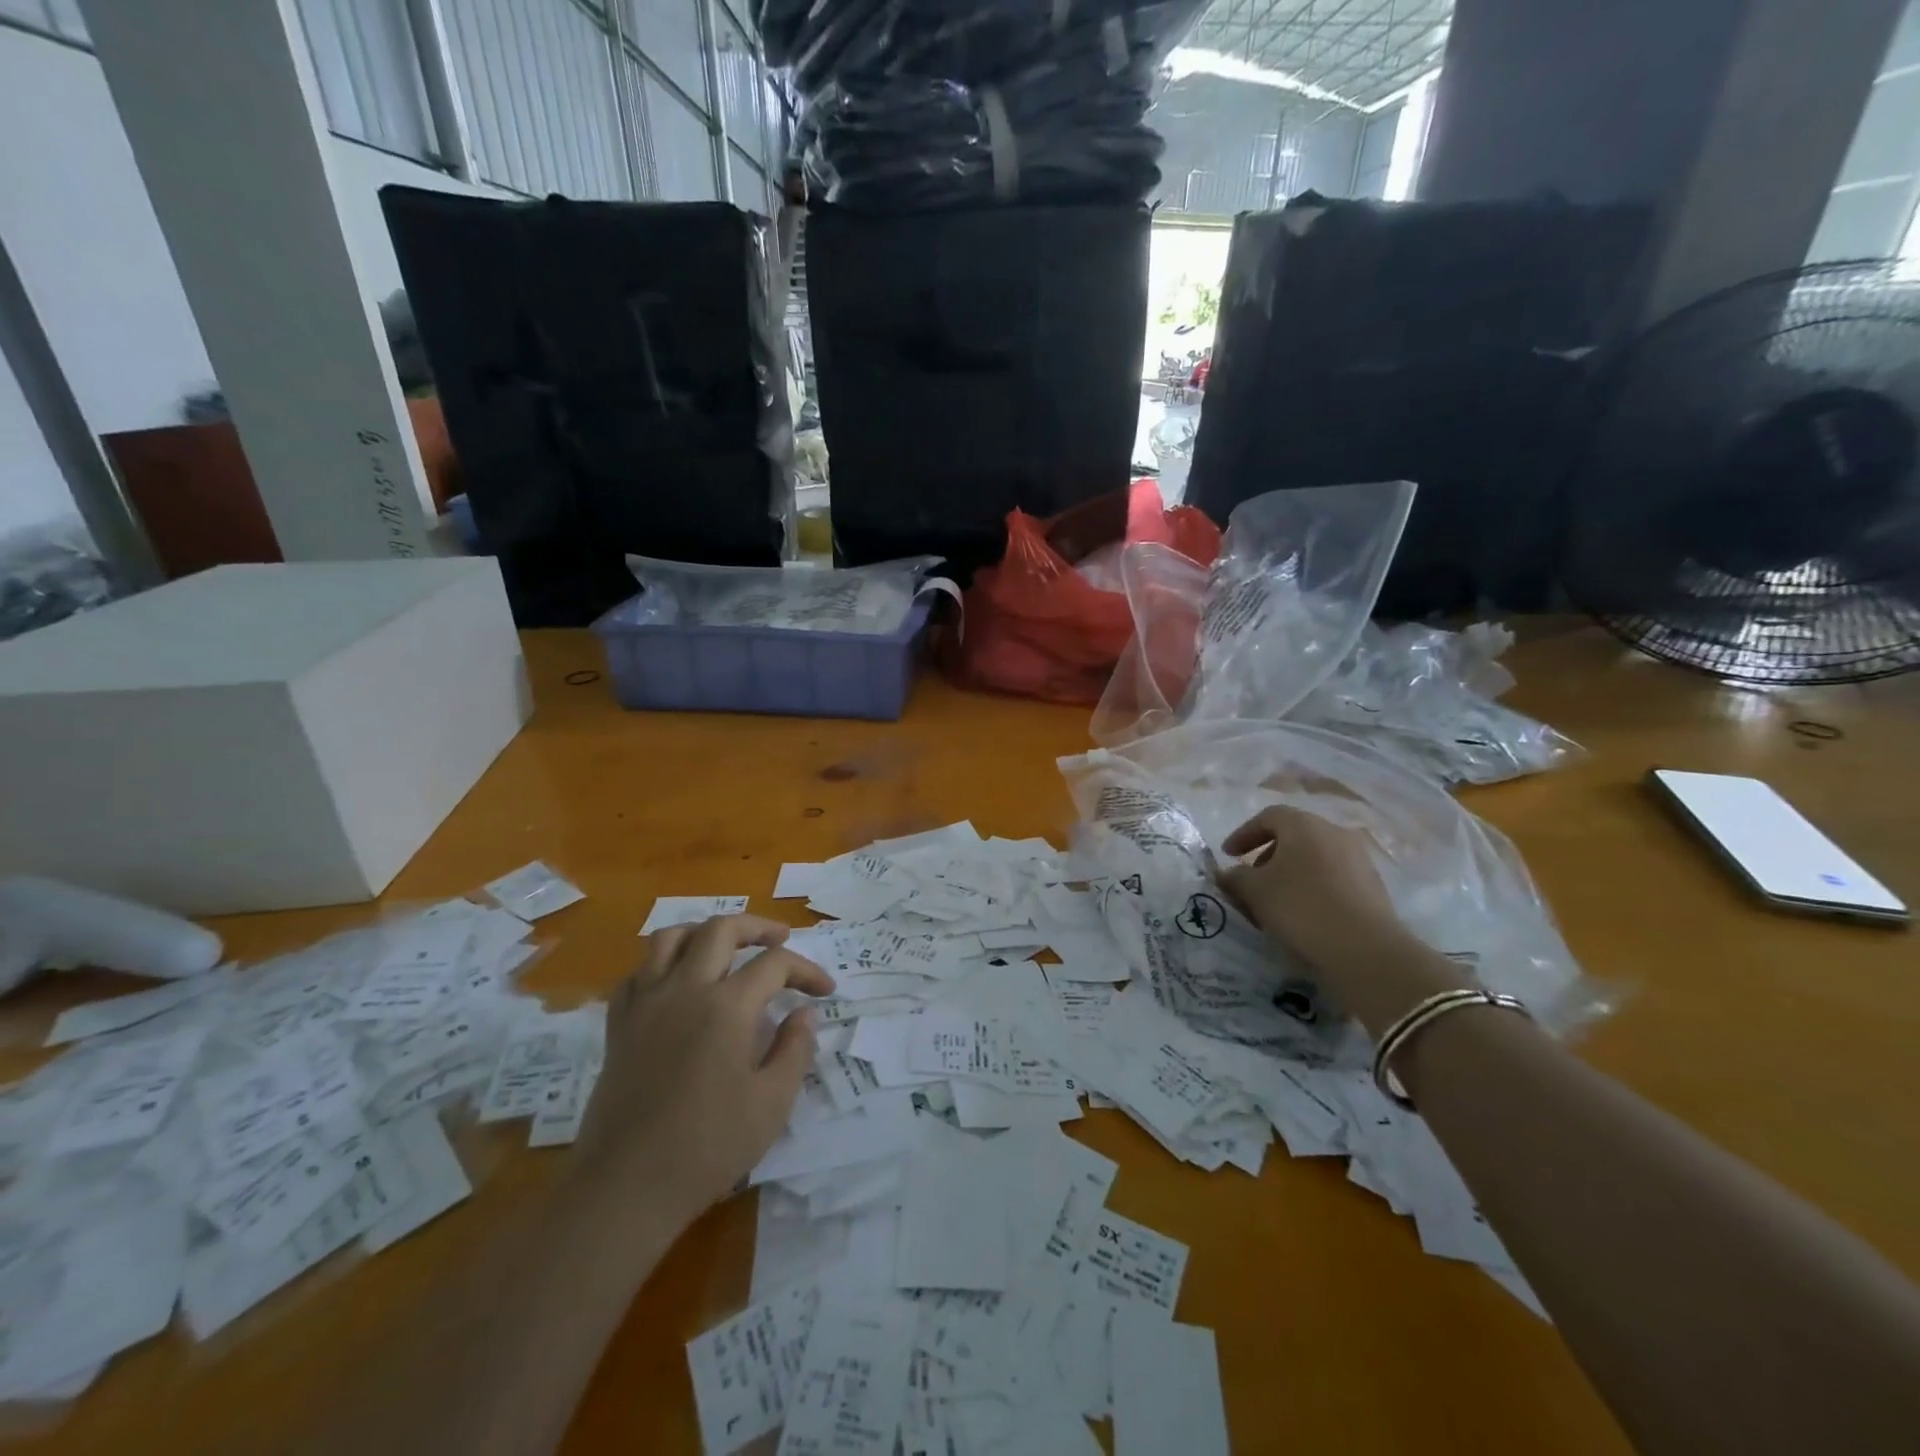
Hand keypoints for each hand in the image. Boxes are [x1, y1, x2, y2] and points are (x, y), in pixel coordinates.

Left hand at [574, 915, 833, 1226]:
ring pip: (671, 937)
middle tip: (780, 939)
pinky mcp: (619, 1025)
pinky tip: (677, 981)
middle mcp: (685, 989)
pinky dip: (662, 964)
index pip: (775, 964)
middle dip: (758, 927)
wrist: (626, 1188)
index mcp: (727, 1006)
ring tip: (725, 946)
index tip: (825, 991)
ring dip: (705, 931)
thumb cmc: (708, 1147)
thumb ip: (795, 1049)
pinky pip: (638, 973)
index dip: (806, 970)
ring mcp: (646, 1004)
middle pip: (721, 929)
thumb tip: (804, 1013)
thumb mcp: (772, 1103)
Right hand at [1219, 806, 1407, 969]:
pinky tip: (1304, 911)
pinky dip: (1313, 885)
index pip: (1268, 817)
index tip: (1227, 855)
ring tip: (1276, 899)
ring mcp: (1358, 858)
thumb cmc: (1301, 907)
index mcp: (1304, 825)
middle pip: (1294, 835)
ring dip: (1291, 871)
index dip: (1243, 834)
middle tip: (1251, 878)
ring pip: (1314, 856)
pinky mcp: (1372, 884)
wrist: (1365, 948)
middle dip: (1267, 854)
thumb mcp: (1254, 891)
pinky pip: (1333, 875)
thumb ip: (1234, 877)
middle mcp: (1334, 832)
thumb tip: (1227, 874)